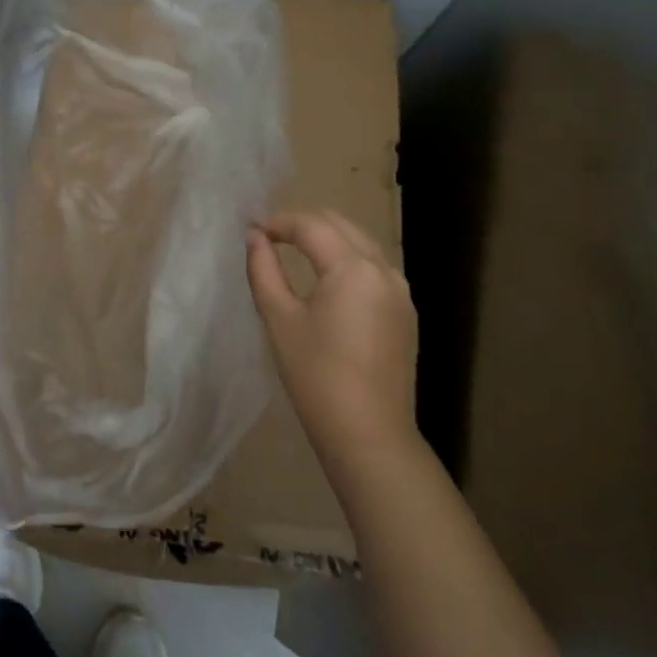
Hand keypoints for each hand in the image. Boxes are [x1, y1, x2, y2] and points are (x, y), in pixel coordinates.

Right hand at [246, 209, 419, 464]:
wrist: (368, 434)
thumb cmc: (315, 376)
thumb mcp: (279, 318)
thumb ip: (263, 269)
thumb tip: (254, 236)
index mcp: (353, 268)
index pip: (311, 225)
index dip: (277, 222)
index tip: (251, 229)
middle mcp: (384, 270)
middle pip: (340, 224)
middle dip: (303, 223)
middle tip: (269, 236)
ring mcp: (401, 291)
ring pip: (360, 243)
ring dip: (327, 239)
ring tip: (293, 251)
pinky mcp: (405, 312)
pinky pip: (373, 268)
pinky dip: (346, 260)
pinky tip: (325, 279)